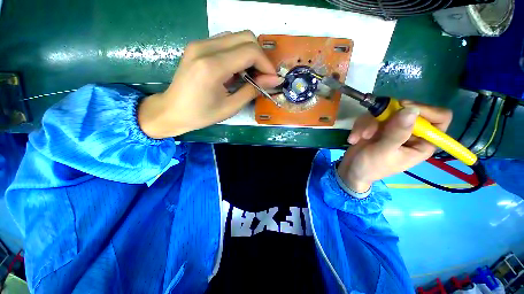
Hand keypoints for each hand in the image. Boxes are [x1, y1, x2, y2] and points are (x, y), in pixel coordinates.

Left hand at [138, 30, 282, 138]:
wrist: (171, 110)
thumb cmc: (201, 114)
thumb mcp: (230, 107)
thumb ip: (252, 90)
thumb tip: (273, 80)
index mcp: (212, 66)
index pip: (250, 51)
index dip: (266, 64)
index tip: (271, 79)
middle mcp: (205, 47)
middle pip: (245, 37)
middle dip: (260, 57)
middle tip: (262, 77)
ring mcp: (200, 44)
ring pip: (236, 37)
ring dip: (249, 54)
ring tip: (250, 75)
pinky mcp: (198, 46)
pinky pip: (226, 41)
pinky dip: (238, 53)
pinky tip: (236, 71)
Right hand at [337, 101, 452, 192]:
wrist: (350, 169)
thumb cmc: (370, 167)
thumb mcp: (384, 152)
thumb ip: (397, 133)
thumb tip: (411, 110)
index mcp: (422, 142)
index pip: (440, 117)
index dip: (425, 110)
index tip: (402, 108)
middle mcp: (410, 132)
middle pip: (407, 110)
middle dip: (384, 118)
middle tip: (370, 130)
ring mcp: (392, 127)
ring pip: (384, 112)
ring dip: (367, 124)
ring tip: (360, 138)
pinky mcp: (376, 125)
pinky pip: (370, 116)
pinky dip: (359, 126)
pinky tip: (354, 138)